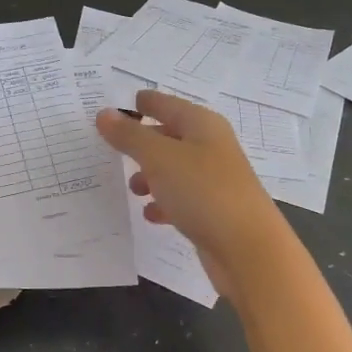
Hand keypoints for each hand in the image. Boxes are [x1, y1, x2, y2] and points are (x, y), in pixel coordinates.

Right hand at [96, 90, 289, 298]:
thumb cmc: (202, 191)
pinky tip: (151, 214)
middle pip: (171, 136)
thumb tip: (104, 114)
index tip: (115, 107)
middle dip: (143, 141)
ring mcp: (215, 180)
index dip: (143, 103)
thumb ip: (130, 136)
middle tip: (113, 147)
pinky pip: (183, 199)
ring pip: (176, 169)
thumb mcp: (159, 158)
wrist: (247, 247)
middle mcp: (211, 147)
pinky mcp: (214, 210)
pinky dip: (165, 202)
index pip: (166, 103)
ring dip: (152, 175)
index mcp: (202, 125)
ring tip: (133, 188)